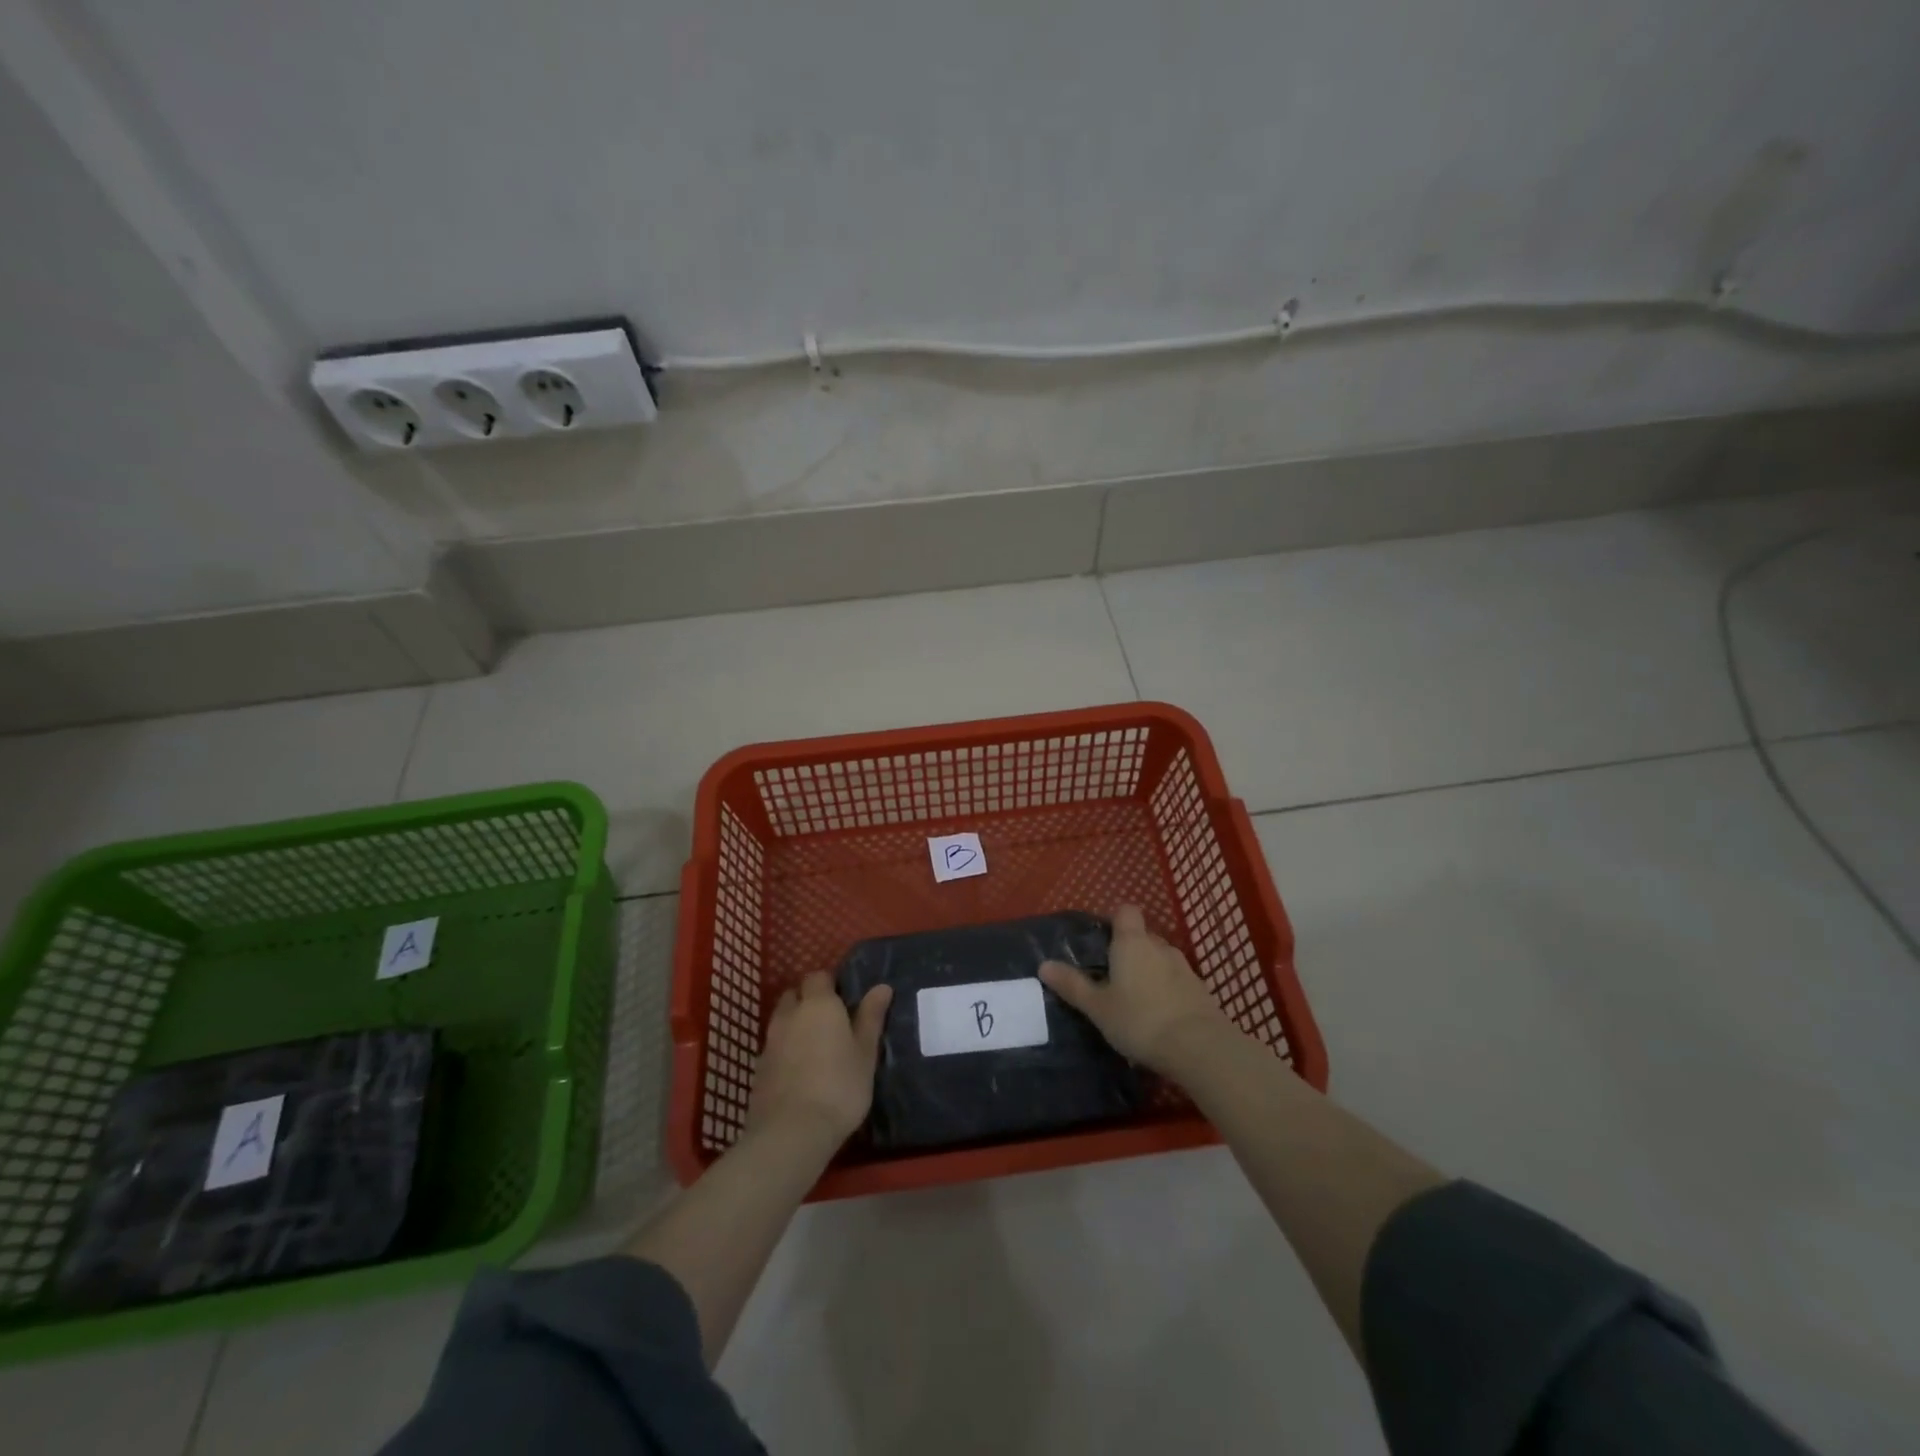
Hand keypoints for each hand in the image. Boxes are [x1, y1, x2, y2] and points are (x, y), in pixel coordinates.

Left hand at [748, 973, 891, 1146]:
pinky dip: (784, 1050)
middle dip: (808, 1000)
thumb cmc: (840, 1087)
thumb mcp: (865, 1053)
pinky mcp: (757, 1069)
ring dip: (794, 1025)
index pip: (819, 977)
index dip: (830, 984)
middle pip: (795, 994)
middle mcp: (790, 1015)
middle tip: (830, 1022)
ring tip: (814, 1047)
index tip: (845, 1000)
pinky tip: (798, 1071)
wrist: (791, 1133)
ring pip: (781, 1020)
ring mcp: (770, 1041)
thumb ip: (871, 1017)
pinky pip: (773, 1047)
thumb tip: (882, 986)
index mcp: (819, 1004)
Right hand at [1039, 905, 1229, 1075]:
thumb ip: (1072, 985)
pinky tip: (1159, 1015)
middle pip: (1142, 936)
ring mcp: (1184, 968)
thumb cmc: (1140, 1020)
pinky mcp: (1201, 990)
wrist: (1200, 1048)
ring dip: (1149, 971)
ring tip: (1134, 998)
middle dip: (1129, 950)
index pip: (1125, 911)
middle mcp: (1160, 946)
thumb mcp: (1098, 1007)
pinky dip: (1166, 990)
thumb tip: (1044, 965)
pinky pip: (1177, 980)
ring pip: (1161, 959)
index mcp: (1132, 943)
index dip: (1114, 919)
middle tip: (1111, 975)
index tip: (1101, 938)